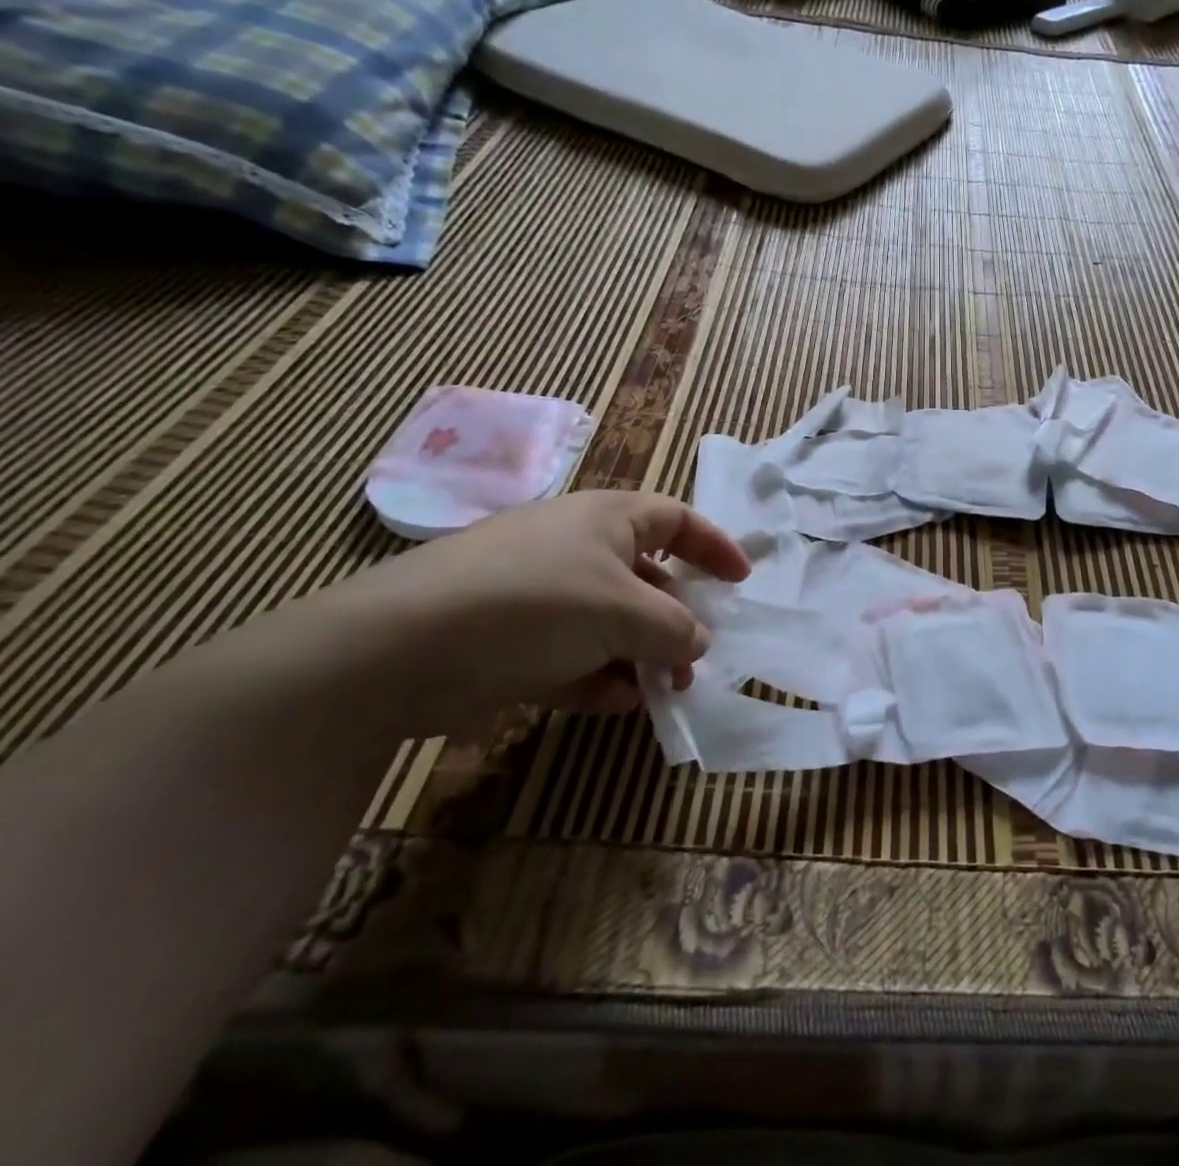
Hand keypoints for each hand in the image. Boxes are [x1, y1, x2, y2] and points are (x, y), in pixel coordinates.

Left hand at [317, 490, 750, 735]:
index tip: (741, 581)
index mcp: (606, 519)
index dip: (713, 545)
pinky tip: (613, 702)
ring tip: (661, 689)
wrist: (394, 650)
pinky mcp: (507, 638)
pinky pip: (570, 652)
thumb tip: (699, 640)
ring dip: (640, 654)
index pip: (675, 519)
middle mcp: (574, 548)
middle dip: (676, 618)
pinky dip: (596, 674)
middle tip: (696, 657)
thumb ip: (675, 627)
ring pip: (608, 621)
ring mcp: (538, 594)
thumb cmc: (533, 605)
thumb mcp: (622, 613)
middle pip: (645, 577)